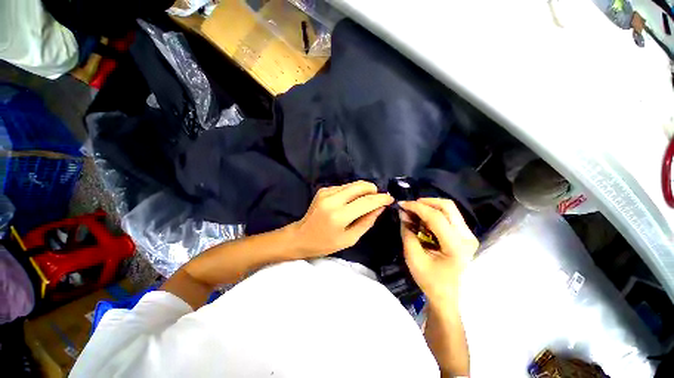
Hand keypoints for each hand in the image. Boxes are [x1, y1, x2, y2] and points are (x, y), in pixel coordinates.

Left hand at [292, 181, 392, 257]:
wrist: (301, 236)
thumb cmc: (325, 243)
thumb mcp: (350, 239)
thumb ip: (367, 221)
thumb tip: (380, 207)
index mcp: (339, 216)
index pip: (366, 202)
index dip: (381, 198)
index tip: (390, 198)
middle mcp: (332, 200)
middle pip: (359, 186)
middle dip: (373, 189)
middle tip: (379, 198)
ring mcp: (326, 192)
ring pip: (352, 184)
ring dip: (363, 190)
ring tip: (366, 200)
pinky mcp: (323, 189)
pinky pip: (344, 187)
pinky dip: (352, 192)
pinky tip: (351, 201)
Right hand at [399, 198, 478, 304]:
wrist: (446, 295)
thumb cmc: (429, 280)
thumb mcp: (412, 257)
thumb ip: (407, 232)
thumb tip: (402, 213)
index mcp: (455, 246)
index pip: (436, 217)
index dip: (417, 207)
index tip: (402, 204)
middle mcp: (467, 237)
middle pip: (447, 206)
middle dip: (425, 202)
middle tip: (410, 207)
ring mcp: (469, 235)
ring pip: (449, 209)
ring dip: (429, 207)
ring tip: (414, 214)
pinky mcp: (465, 235)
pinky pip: (449, 215)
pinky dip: (434, 213)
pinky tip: (423, 220)